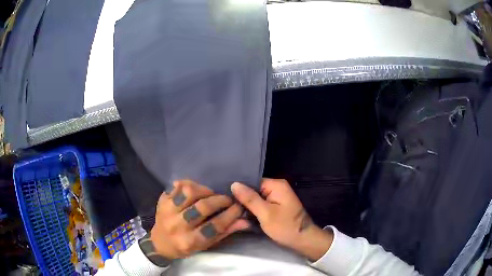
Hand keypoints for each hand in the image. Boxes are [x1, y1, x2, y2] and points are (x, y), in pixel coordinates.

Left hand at [150, 180, 249, 259]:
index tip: (239, 207)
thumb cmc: (185, 247)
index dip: (231, 215)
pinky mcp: (162, 200)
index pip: (215, 226)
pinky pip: (177, 186)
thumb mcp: (206, 245)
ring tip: (210, 194)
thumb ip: (225, 232)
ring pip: (189, 192)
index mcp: (190, 241)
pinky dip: (189, 185)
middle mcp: (177, 226)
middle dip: (220, 200)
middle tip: (227, 199)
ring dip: (204, 190)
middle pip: (203, 207)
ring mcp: (167, 211)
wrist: (160, 242)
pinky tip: (195, 191)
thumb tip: (245, 221)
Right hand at [231, 179, 332, 260]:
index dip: (239, 191)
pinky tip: (243, 216)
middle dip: (242, 200)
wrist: (302, 240)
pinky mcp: (276, 206)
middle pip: (254, 190)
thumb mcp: (265, 213)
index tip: (227, 199)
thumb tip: (234, 183)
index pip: (252, 182)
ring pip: (256, 199)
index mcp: (276, 185)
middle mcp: (277, 188)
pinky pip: (261, 205)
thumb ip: (250, 199)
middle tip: (228, 209)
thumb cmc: (285, 227)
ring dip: (247, 207)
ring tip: (233, 213)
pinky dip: (254, 211)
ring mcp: (277, 197)